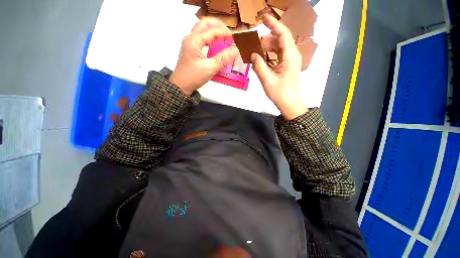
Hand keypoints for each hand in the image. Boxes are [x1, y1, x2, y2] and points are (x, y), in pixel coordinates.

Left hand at [170, 18, 239, 95]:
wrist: (181, 85)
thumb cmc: (193, 77)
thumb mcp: (210, 68)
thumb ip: (223, 59)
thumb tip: (235, 50)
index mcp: (194, 40)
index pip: (212, 30)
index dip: (224, 32)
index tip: (234, 38)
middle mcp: (190, 38)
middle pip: (205, 23)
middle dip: (218, 26)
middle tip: (228, 33)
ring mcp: (189, 43)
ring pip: (202, 29)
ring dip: (213, 30)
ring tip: (223, 37)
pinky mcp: (190, 49)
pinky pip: (200, 37)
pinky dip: (209, 37)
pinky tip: (215, 44)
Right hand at [251, 15, 307, 119]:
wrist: (289, 103)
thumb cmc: (279, 93)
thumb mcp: (267, 80)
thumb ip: (259, 65)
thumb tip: (252, 54)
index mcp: (290, 56)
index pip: (283, 34)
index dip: (273, 24)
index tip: (263, 18)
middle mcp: (292, 55)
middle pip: (280, 40)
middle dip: (267, 39)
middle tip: (253, 43)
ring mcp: (290, 60)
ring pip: (279, 47)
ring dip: (267, 47)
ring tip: (255, 50)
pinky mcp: (287, 65)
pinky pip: (278, 55)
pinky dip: (270, 54)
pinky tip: (261, 58)